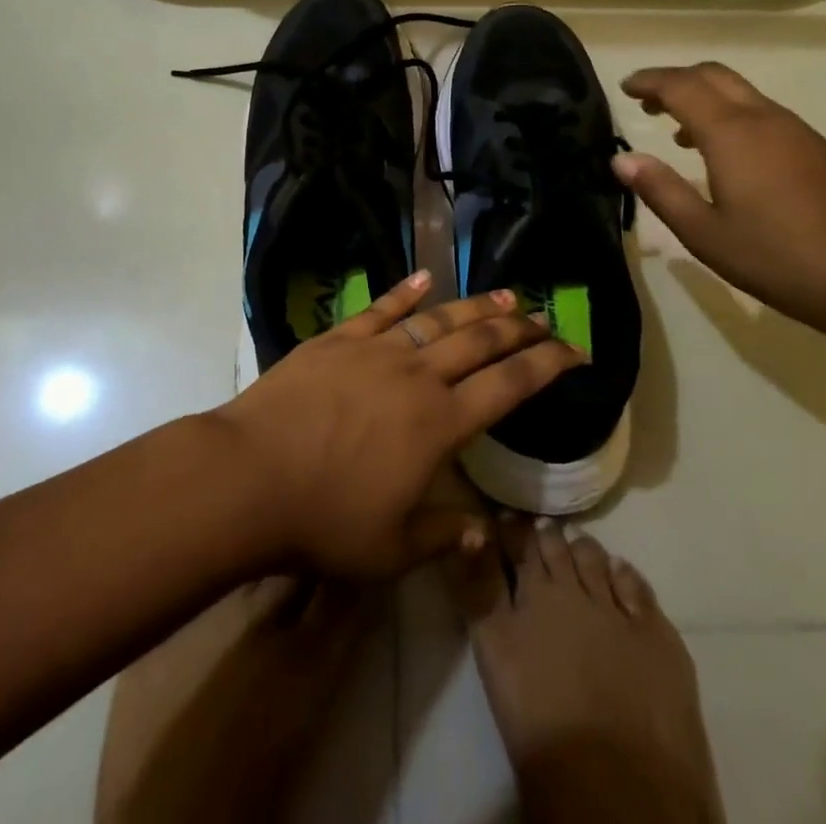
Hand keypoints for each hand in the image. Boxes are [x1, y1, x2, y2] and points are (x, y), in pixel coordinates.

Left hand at [214, 271, 583, 576]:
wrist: (250, 476)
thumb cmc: (324, 520)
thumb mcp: (391, 549)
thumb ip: (443, 536)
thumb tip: (483, 534)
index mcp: (440, 424)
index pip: (509, 386)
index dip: (548, 365)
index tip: (575, 351)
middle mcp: (418, 376)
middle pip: (481, 342)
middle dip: (520, 328)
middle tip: (545, 318)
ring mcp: (376, 349)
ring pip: (439, 318)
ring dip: (476, 306)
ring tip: (506, 295)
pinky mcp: (339, 338)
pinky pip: (381, 307)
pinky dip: (406, 291)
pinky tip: (425, 277)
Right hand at [614, 62, 825, 327]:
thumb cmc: (777, 258)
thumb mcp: (704, 233)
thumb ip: (660, 190)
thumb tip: (622, 159)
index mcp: (732, 133)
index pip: (681, 86)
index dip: (649, 81)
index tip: (625, 88)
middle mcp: (764, 118)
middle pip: (714, 75)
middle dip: (676, 80)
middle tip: (646, 102)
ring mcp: (796, 130)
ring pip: (741, 92)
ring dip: (704, 98)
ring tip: (677, 132)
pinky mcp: (816, 147)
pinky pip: (761, 112)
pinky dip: (730, 115)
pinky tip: (725, 156)